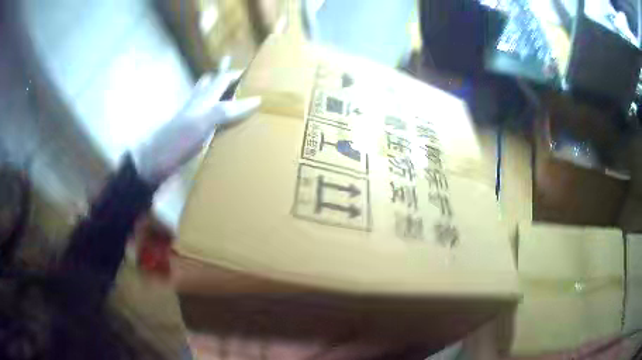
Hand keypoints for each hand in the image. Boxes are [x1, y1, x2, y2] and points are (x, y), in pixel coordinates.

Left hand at [132, 71, 260, 184]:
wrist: (153, 163)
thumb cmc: (177, 141)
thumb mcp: (203, 123)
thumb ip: (227, 110)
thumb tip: (256, 99)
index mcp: (202, 101)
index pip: (221, 80)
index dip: (234, 73)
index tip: (248, 68)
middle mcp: (196, 105)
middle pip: (209, 84)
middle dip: (221, 75)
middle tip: (231, 70)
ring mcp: (189, 119)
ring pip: (202, 97)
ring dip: (211, 89)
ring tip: (217, 84)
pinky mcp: (186, 134)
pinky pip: (200, 115)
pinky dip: (206, 110)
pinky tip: (208, 118)